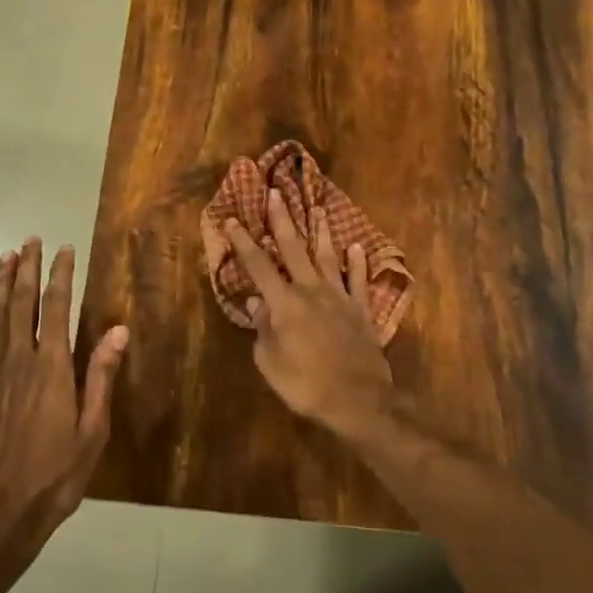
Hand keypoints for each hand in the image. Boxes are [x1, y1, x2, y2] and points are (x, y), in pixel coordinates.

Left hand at [0, 238, 127, 552]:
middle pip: (22, 304)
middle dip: (27, 269)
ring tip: (6, 256)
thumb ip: (101, 377)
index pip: (56, 308)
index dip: (61, 275)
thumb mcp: (92, 431)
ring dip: (2, 284)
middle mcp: (20, 361)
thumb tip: (117, 329)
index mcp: (52, 368)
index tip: (65, 249)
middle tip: (30, 239)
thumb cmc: (55, 474)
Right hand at [224, 189, 392, 433]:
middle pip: (293, 249)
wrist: (358, 400)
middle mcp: (311, 290)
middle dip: (282, 220)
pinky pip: (359, 280)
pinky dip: (358, 263)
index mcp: (284, 303)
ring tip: (318, 208)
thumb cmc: (306, 385)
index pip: (258, 265)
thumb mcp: (270, 362)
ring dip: (320, 232)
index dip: (243, 242)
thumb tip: (256, 302)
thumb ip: (263, 329)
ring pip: (327, 257)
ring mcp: (339, 297)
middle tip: (276, 193)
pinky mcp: (361, 310)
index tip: (231, 219)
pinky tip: (357, 246)